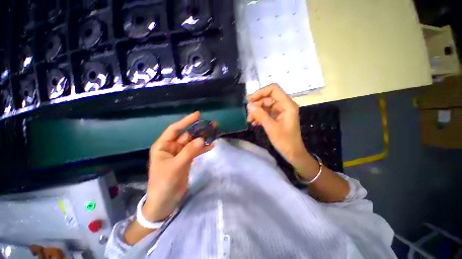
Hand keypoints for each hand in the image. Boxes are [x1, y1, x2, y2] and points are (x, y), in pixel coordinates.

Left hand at [144, 112, 213, 221]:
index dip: (186, 121)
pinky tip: (212, 145)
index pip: (175, 129)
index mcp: (163, 146)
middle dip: (198, 130)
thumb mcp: (176, 166)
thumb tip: (202, 139)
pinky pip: (196, 151)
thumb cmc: (164, 183)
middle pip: (187, 135)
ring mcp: (180, 154)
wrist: (165, 202)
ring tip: (214, 133)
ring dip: (203, 139)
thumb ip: (189, 152)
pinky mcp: (186, 160)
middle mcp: (171, 147)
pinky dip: (203, 148)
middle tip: (211, 125)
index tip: (198, 114)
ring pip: (193, 143)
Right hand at [247, 84, 306, 165]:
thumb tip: (249, 105)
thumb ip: (260, 115)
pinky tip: (254, 123)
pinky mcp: (277, 117)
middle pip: (268, 98)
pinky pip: (267, 113)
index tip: (250, 100)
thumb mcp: (271, 127)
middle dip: (257, 105)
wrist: (292, 153)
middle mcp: (284, 106)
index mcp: (287, 105)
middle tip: (248, 114)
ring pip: (266, 106)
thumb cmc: (284, 141)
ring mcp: (281, 112)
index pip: (273, 89)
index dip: (261, 92)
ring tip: (249, 120)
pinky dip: (260, 117)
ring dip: (257, 112)